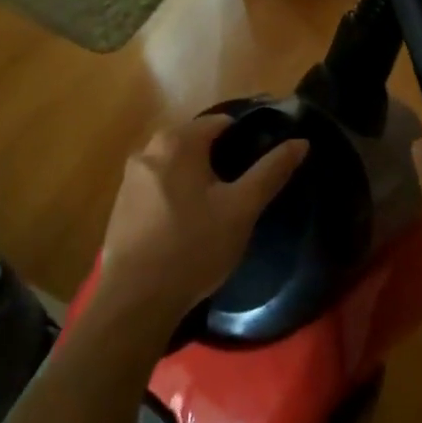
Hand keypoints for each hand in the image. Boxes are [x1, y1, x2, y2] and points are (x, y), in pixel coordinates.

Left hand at [96, 114, 307, 329]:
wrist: (135, 300)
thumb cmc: (194, 247)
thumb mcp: (242, 208)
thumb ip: (271, 171)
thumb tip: (301, 142)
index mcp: (177, 141)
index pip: (221, 122)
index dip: (247, 137)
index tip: (264, 161)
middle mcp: (148, 150)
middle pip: (196, 141)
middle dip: (221, 158)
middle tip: (244, 188)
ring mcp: (130, 178)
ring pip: (176, 165)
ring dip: (197, 177)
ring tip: (220, 207)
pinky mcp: (121, 205)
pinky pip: (158, 186)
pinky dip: (176, 194)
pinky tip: (189, 224)